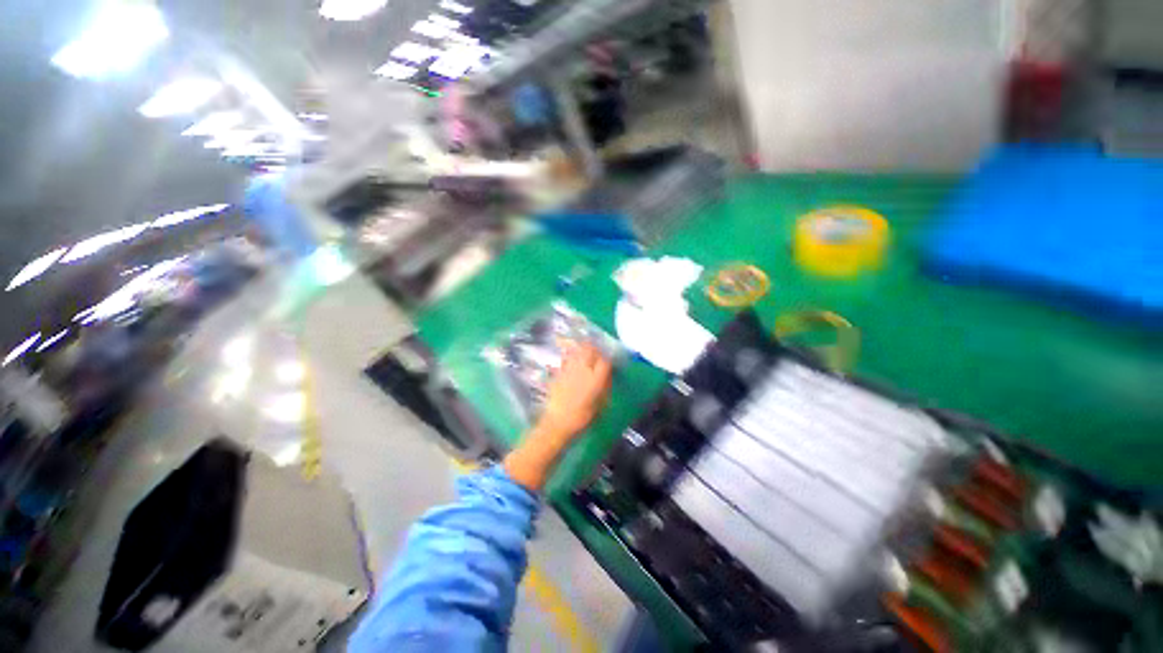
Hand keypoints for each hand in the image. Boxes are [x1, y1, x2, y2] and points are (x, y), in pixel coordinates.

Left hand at [504, 342, 612, 490]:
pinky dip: (570, 355)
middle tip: (597, 351)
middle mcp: (583, 370)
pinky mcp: (558, 372)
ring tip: (585, 349)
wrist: (557, 423)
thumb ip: (605, 387)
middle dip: (595, 348)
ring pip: (577, 351)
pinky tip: (572, 357)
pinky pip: (566, 358)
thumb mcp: (600, 405)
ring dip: (582, 348)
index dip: (608, 358)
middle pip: (590, 349)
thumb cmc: (582, 418)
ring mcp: (569, 369)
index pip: (605, 361)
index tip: (609, 360)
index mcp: (596, 379)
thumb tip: (607, 376)